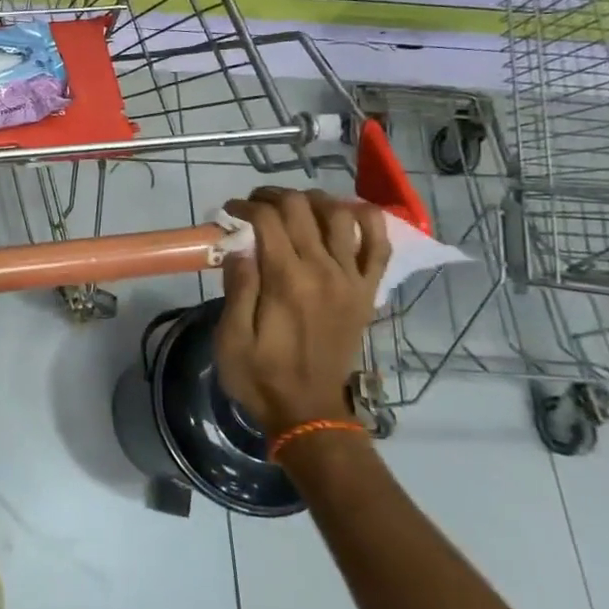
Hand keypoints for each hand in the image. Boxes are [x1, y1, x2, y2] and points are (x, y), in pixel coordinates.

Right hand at [215, 187, 388, 438]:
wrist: (308, 412)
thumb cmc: (260, 375)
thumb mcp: (231, 338)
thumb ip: (238, 288)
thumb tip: (239, 246)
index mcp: (286, 281)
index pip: (268, 219)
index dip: (244, 206)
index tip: (228, 212)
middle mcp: (323, 271)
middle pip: (301, 208)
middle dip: (272, 196)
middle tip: (253, 205)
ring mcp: (351, 280)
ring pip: (340, 215)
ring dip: (313, 200)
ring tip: (292, 206)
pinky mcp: (366, 291)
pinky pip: (379, 245)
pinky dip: (366, 220)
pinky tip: (346, 213)